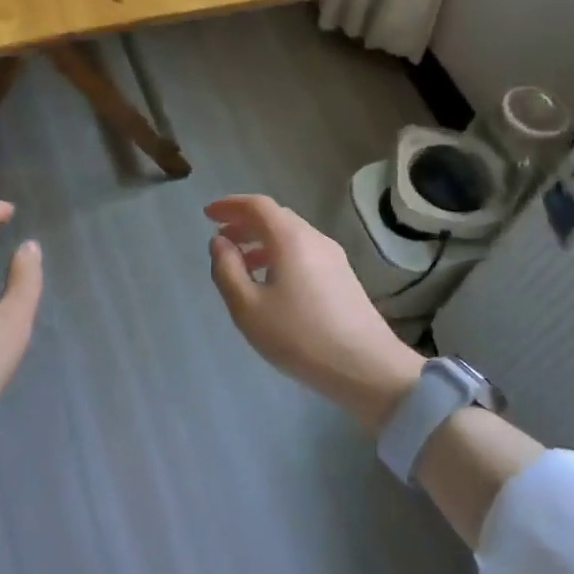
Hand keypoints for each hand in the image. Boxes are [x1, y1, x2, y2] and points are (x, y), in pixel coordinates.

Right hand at [206, 194, 422, 431]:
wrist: (366, 367)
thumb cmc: (299, 336)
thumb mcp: (248, 308)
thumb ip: (227, 270)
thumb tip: (219, 242)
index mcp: (291, 239)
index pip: (258, 206)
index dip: (230, 206)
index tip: (208, 215)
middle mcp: (314, 239)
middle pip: (276, 218)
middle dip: (244, 223)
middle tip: (221, 240)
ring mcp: (333, 258)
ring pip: (291, 237)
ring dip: (261, 242)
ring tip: (240, 265)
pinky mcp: (343, 277)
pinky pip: (304, 253)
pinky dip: (279, 256)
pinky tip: (270, 284)